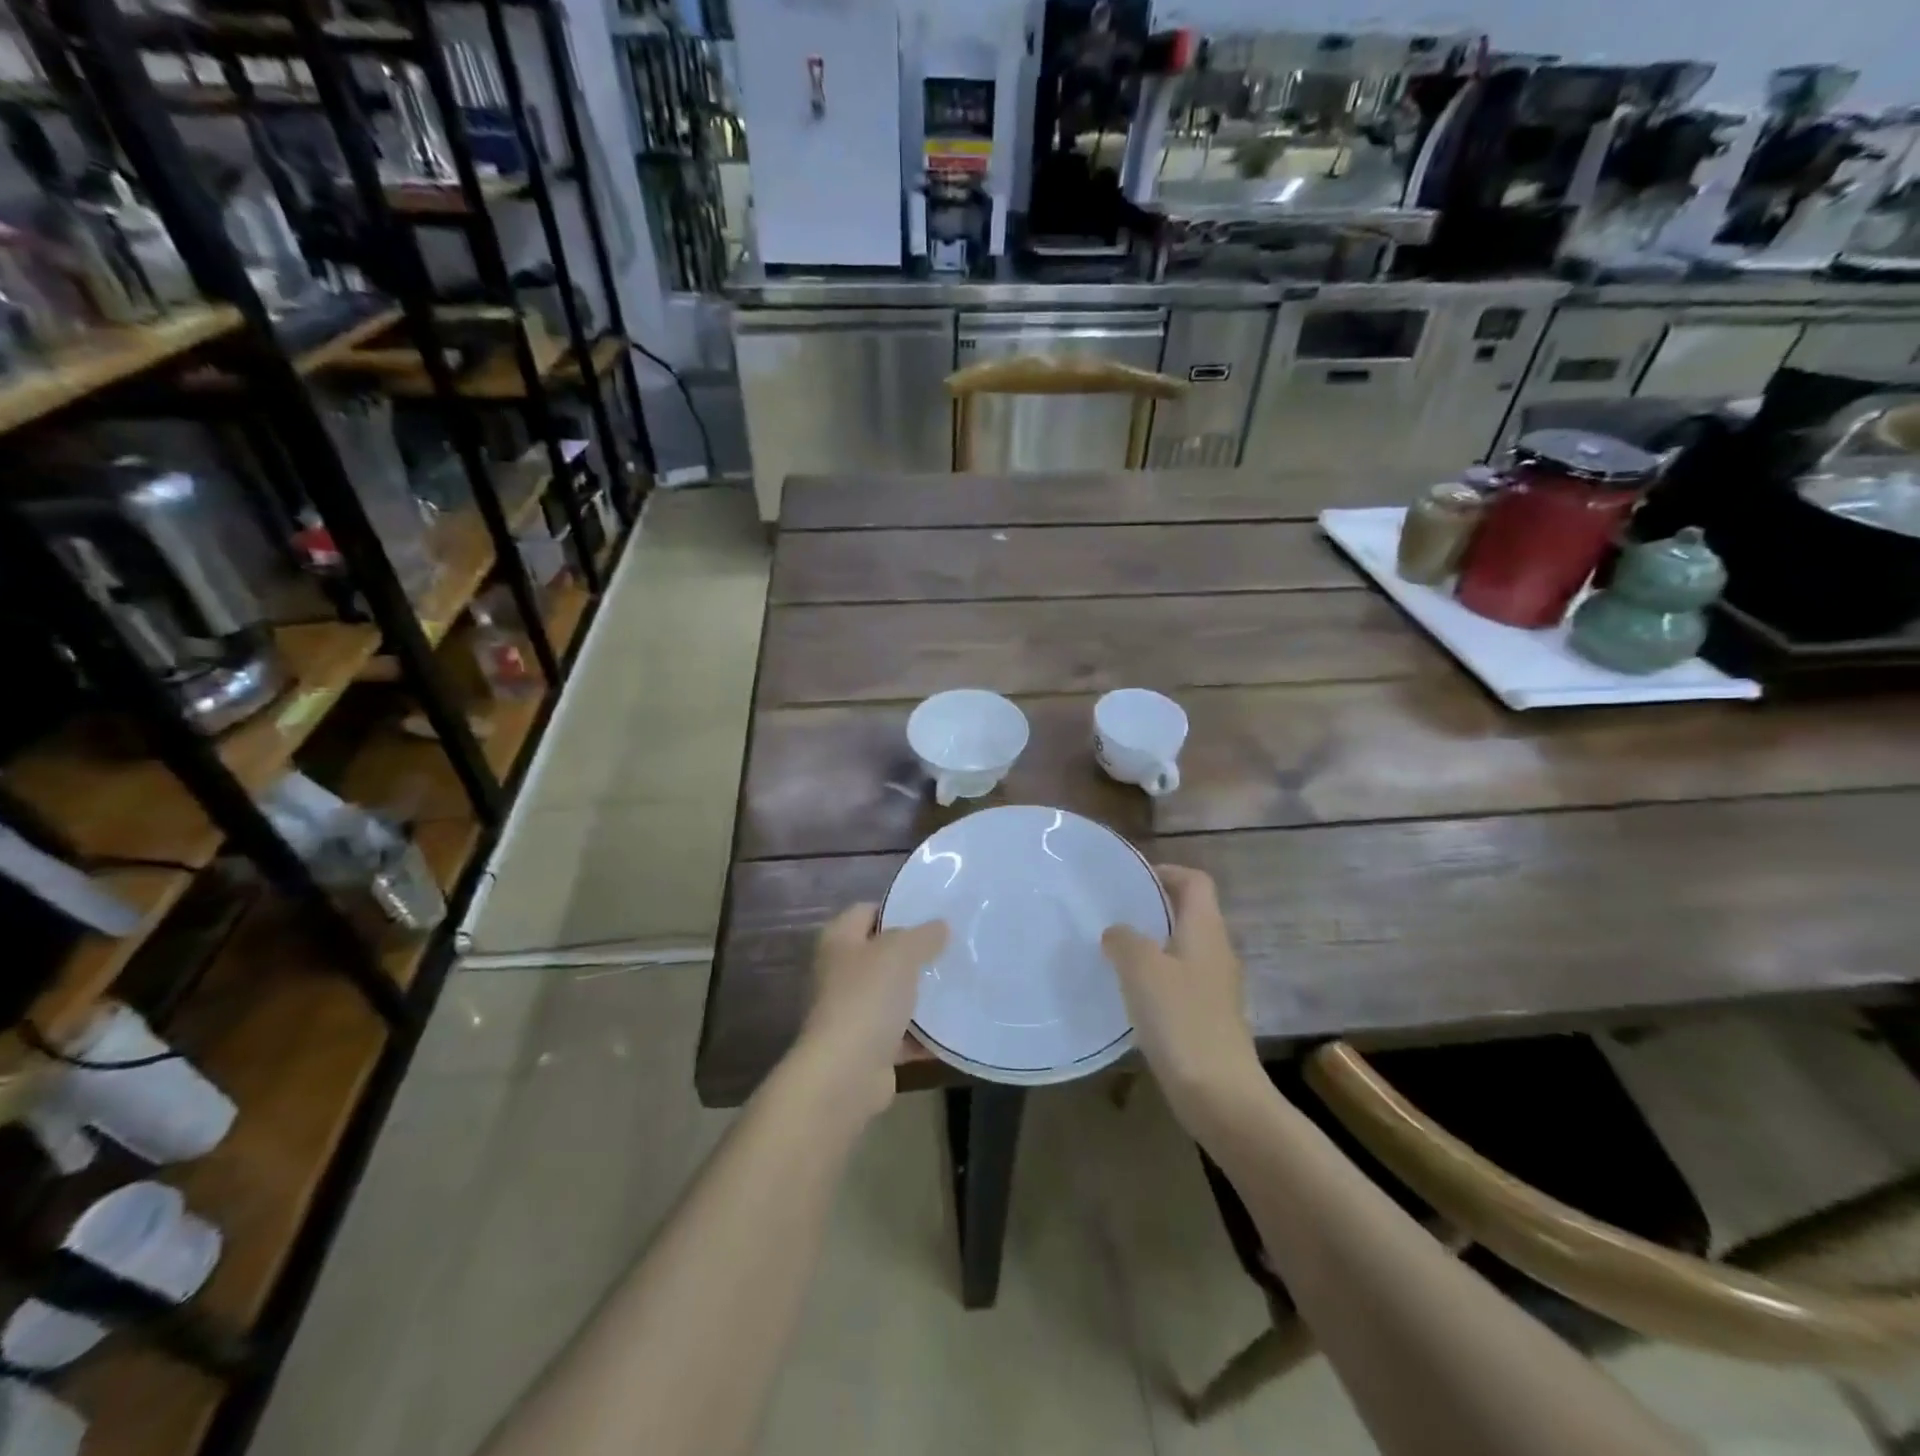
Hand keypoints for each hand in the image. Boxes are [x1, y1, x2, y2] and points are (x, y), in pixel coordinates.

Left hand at [791, 904, 947, 1120]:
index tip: (932, 915)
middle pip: (881, 954)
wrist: (846, 1073)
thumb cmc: (867, 997)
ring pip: (892, 995)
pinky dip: (922, 1034)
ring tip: (958, 984)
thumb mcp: (901, 952)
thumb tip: (940, 926)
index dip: (897, 910)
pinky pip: (900, 1034)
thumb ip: (923, 935)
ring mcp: (851, 1012)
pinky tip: (953, 1029)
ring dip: (920, 995)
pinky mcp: (867, 1047)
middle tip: (952, 949)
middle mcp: (839, 973)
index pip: (867, 911)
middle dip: (914, 954)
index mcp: (838, 941)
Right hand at [1102, 866, 1262, 1120]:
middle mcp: (1216, 951)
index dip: (1165, 872)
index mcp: (1206, 930)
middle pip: (1188, 913)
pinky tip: (1128, 994)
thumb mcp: (1141, 969)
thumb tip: (1116, 932)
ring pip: (1181, 949)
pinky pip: (1179, 982)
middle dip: (1151, 909)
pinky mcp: (1208, 1017)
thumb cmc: (1181, 1020)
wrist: (1220, 1095)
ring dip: (1151, 945)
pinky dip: (1155, 978)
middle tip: (1112, 914)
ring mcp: (1215, 987)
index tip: (1130, 881)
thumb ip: (1124, 940)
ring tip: (1113, 951)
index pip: (1195, 881)